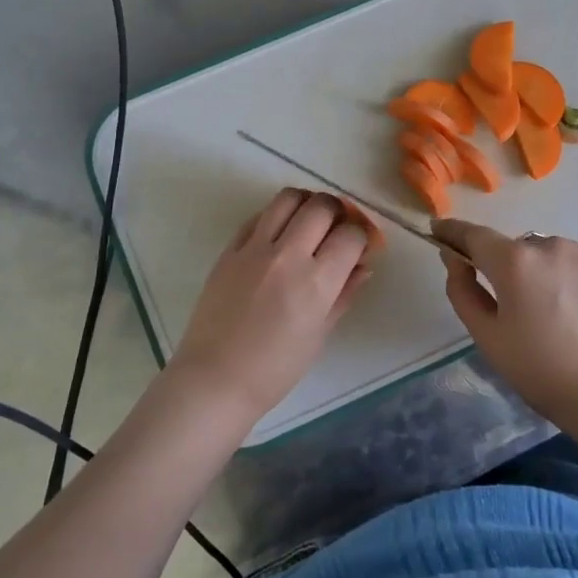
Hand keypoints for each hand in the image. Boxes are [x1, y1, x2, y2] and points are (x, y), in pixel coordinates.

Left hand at [166, 188, 372, 419]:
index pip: (350, 236)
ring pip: (287, 198)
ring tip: (308, 222)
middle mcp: (287, 255)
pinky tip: (279, 234)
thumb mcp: (319, 334)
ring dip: (306, 203)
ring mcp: (254, 249)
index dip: (362, 236)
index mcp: (316, 282)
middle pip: (322, 207)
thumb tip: (363, 267)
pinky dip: (275, 216)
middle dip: (338, 213)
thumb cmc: (275, 369)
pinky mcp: (229, 249)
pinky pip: (258, 216)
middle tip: (337, 229)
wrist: (215, 379)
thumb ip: (344, 294)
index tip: (359, 246)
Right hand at [434, 219, 577, 430]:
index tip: (439, 230)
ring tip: (560, 316)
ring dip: (547, 273)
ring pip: (553, 255)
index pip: (474, 235)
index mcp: (514, 263)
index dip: (453, 231)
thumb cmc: (542, 372)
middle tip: (520, 310)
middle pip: (518, 250)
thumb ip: (463, 291)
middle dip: (511, 269)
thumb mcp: (488, 338)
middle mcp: (551, 245)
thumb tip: (454, 258)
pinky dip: (577, 280)